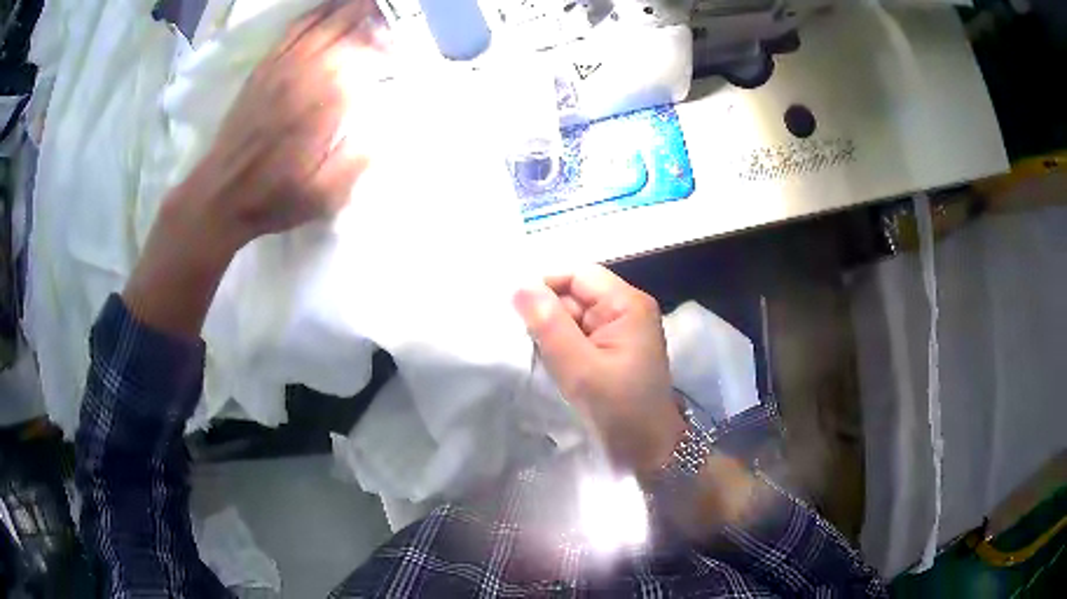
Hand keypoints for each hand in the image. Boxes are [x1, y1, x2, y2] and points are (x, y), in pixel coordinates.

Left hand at [123, 0, 388, 337]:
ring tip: (370, 3)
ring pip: (322, 24)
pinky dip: (313, 14)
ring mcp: (281, 69)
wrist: (219, 196)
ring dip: (349, 9)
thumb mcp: (325, 196)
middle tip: (395, 14)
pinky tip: (328, 7)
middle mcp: (305, 76)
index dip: (389, 46)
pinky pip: (293, 31)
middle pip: (347, 31)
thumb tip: (392, 126)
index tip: (404, 50)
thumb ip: (360, 158)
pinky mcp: (263, 69)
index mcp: (324, 105)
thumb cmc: (274, 199)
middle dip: (375, 17)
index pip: (366, 57)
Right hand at [513, 266, 685, 477]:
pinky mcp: (612, 350)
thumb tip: (520, 286)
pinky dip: (561, 347)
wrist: (650, 451)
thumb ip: (550, 326)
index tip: (514, 311)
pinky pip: (578, 336)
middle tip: (520, 340)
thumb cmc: (620, 411)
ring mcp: (619, 331)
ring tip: (532, 354)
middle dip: (546, 315)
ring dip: (551, 333)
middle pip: (574, 295)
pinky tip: (548, 363)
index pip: (578, 275)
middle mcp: (625, 310)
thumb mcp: (580, 369)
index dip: (545, 287)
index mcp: (627, 305)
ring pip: (573, 317)